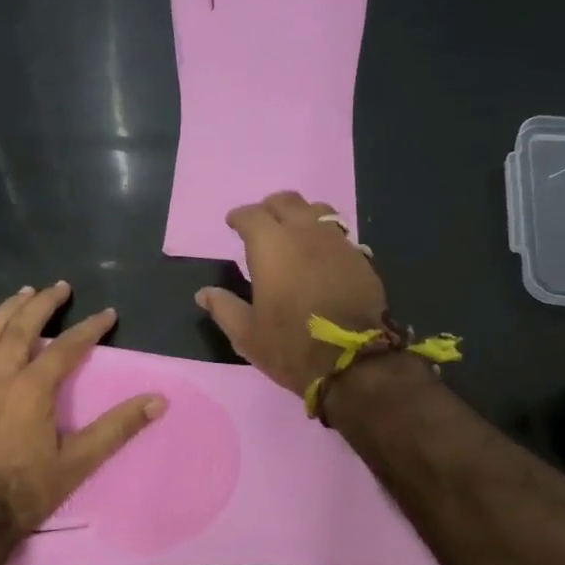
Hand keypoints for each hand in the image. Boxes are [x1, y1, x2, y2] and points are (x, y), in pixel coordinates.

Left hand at [0, 282, 165, 537]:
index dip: (90, 328)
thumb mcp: (79, 461)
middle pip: (21, 327)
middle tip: (59, 287)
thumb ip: (117, 427)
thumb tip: (158, 400)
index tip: (107, 314)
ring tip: (22, 293)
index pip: (67, 347)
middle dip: (43, 304)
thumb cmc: (26, 490)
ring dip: (5, 310)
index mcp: (33, 388)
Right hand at [195, 191, 387, 395]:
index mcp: (271, 247)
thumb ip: (223, 308)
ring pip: (317, 211)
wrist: (353, 362)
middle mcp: (304, 234)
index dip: (239, 217)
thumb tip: (204, 294)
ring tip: (293, 234)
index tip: (233, 224)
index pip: (251, 215)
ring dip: (300, 216)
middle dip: (269, 208)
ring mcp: (336, 243)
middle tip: (261, 224)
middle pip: (286, 201)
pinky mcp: (360, 258)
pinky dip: (322, 236)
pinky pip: (337, 233)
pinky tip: (319, 255)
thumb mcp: (247, 334)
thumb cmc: (291, 346)